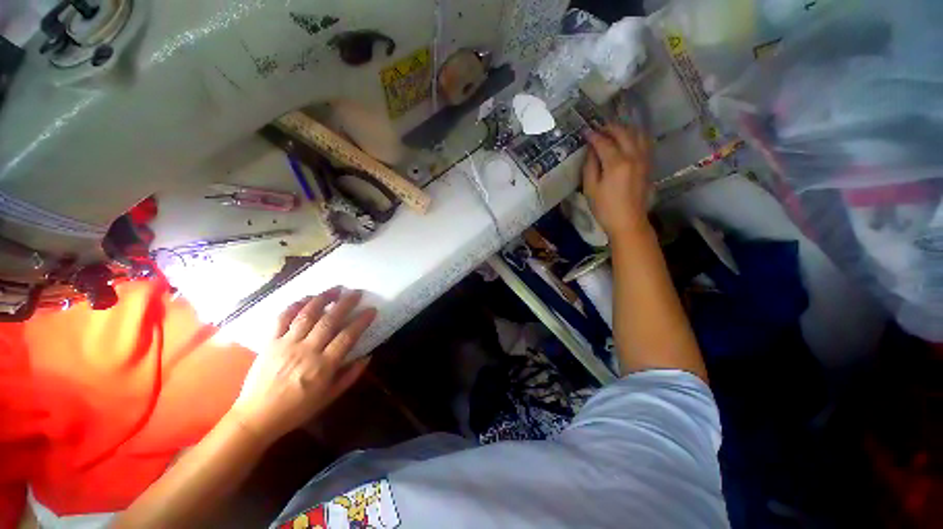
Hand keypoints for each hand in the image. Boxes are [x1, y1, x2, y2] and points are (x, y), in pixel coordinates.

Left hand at [231, 288, 375, 443]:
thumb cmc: (297, 409)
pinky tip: (306, 297)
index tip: (372, 310)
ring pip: (307, 315)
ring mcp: (286, 345)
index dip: (361, 321)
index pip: (347, 336)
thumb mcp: (329, 397)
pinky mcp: (270, 343)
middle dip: (345, 303)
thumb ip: (350, 375)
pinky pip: (282, 319)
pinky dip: (294, 305)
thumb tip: (368, 356)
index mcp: (323, 366)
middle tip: (356, 292)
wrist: (256, 417)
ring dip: (322, 298)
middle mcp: (306, 351)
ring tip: (335, 288)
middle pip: (329, 320)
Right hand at [582, 124, 653, 237]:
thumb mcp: (591, 188)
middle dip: (609, 127)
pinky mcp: (648, 165)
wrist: (628, 221)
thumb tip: (591, 150)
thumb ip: (590, 166)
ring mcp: (644, 159)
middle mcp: (633, 156)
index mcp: (617, 163)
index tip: (584, 131)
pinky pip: (644, 142)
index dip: (593, 135)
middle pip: (623, 133)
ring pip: (637, 134)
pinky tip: (627, 140)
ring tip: (613, 131)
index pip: (604, 142)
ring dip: (624, 129)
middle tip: (598, 129)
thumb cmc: (605, 208)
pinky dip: (634, 136)